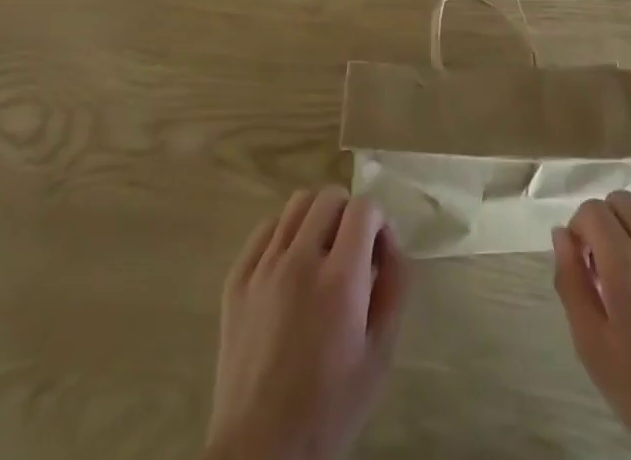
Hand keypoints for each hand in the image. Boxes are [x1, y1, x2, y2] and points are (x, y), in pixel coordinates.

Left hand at [206, 188, 407, 459]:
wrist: (261, 451)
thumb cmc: (329, 408)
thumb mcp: (380, 355)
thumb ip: (394, 288)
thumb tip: (390, 244)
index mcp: (340, 279)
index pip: (364, 208)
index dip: (378, 221)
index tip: (378, 252)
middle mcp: (300, 260)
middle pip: (329, 196)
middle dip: (349, 214)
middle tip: (352, 251)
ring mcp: (263, 268)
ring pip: (296, 204)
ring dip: (317, 217)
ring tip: (321, 252)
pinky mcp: (236, 280)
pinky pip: (264, 230)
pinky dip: (284, 234)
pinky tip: (289, 265)